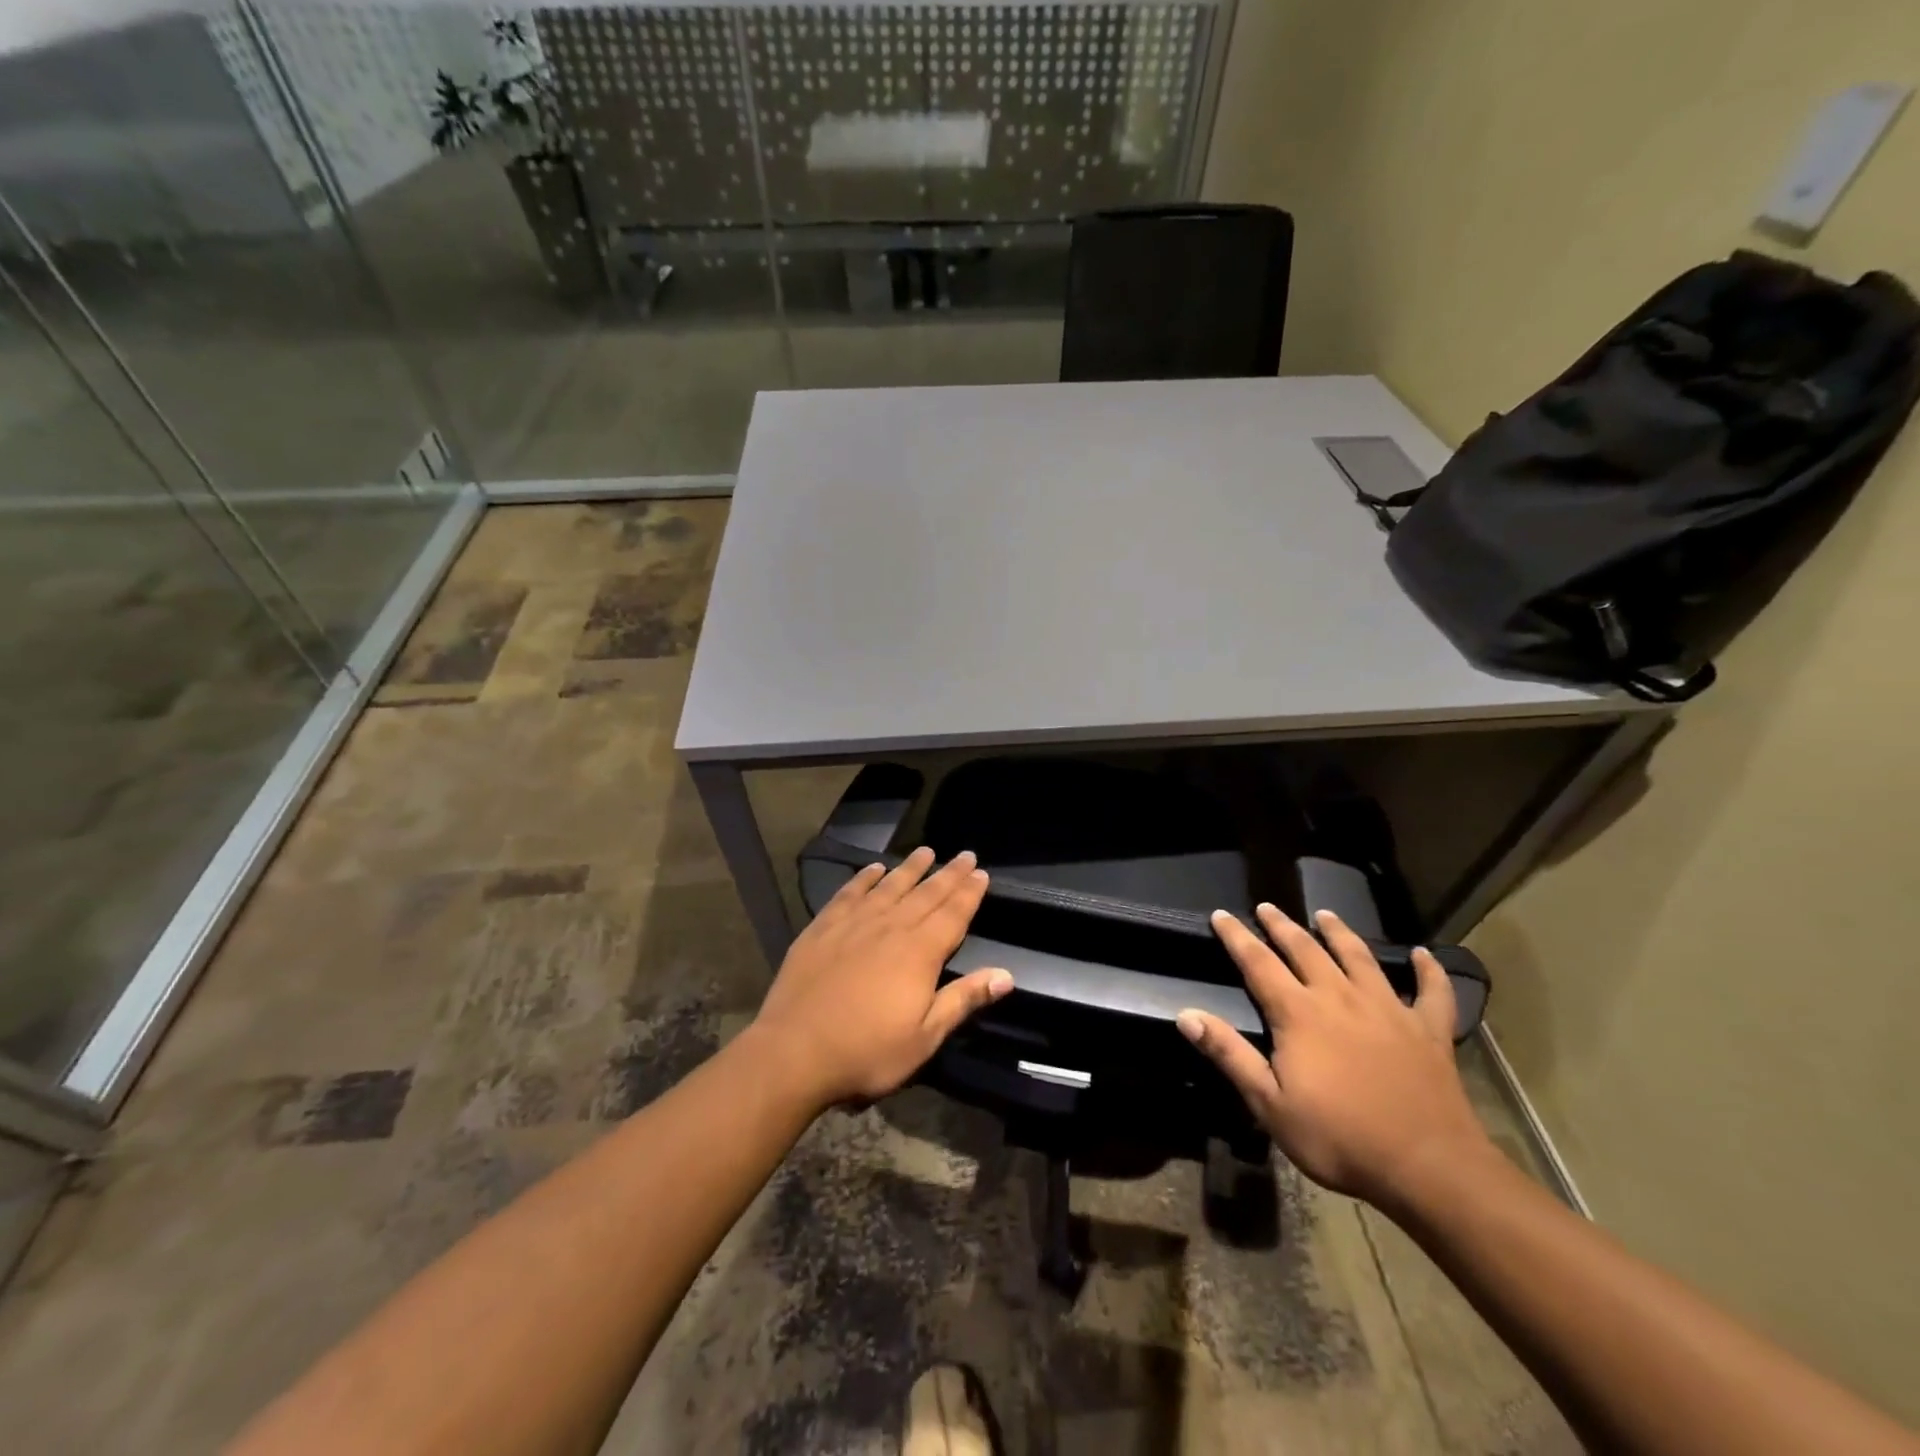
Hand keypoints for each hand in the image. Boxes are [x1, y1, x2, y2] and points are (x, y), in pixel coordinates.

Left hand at [749, 846, 1012, 1110]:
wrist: (794, 1051)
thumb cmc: (866, 1052)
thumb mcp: (924, 1037)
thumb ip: (963, 1000)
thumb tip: (1006, 975)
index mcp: (919, 952)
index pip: (952, 914)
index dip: (969, 893)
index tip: (981, 872)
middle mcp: (890, 927)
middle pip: (926, 894)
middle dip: (948, 874)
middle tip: (964, 854)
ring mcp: (853, 924)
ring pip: (889, 886)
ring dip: (909, 868)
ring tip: (925, 851)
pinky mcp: (822, 928)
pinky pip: (849, 894)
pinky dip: (863, 879)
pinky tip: (872, 869)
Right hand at [1176, 904, 1492, 1207]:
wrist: (1428, 1167)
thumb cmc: (1340, 1138)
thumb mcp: (1269, 1103)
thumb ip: (1229, 1054)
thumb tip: (1186, 1015)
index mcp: (1299, 1013)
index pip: (1258, 963)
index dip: (1237, 937)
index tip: (1221, 914)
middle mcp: (1340, 997)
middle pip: (1306, 950)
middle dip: (1282, 926)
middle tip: (1268, 907)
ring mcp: (1388, 1010)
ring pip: (1360, 958)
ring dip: (1340, 933)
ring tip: (1326, 914)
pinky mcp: (1429, 1031)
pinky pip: (1432, 992)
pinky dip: (1429, 971)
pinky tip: (1425, 954)